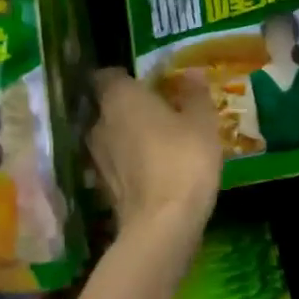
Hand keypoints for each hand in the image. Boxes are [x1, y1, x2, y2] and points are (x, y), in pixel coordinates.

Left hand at [88, 68, 221, 240]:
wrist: (162, 226)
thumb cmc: (183, 160)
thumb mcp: (202, 121)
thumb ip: (194, 94)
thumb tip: (190, 73)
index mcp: (119, 99)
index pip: (108, 75)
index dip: (125, 76)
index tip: (148, 80)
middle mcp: (99, 124)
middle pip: (109, 107)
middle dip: (131, 107)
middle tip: (161, 110)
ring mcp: (97, 159)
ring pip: (112, 137)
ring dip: (130, 136)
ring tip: (160, 141)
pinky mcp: (102, 188)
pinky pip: (117, 164)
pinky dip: (131, 163)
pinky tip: (155, 169)